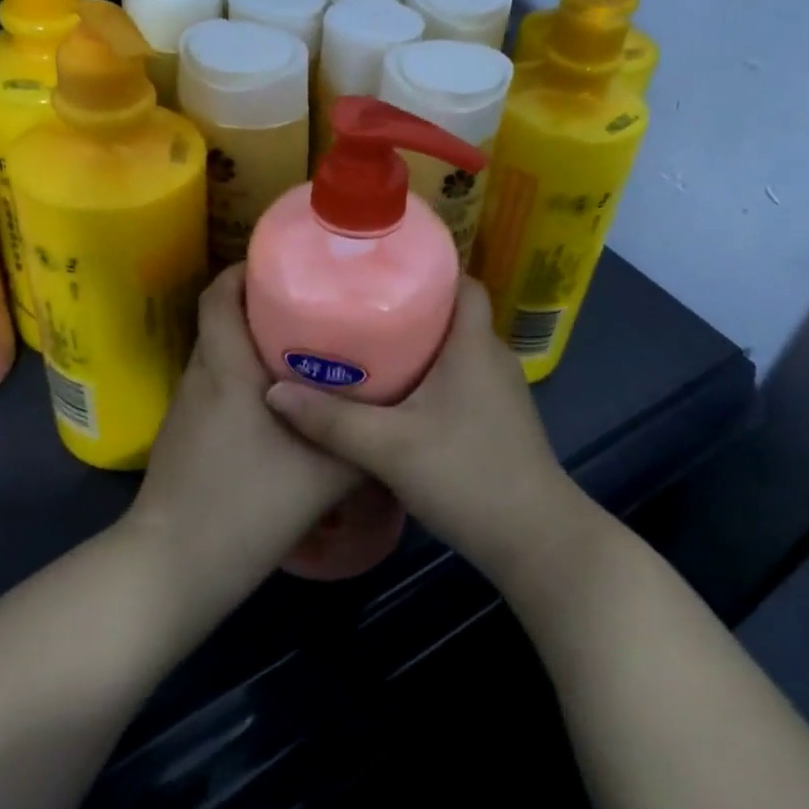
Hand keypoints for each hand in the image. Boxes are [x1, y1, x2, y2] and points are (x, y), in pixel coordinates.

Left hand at [125, 265, 362, 611]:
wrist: (176, 568)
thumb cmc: (248, 507)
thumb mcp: (324, 475)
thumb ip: (362, 440)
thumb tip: (398, 414)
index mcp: (227, 367)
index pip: (220, 293)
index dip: (246, 268)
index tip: (286, 263)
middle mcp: (202, 375)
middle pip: (223, 317)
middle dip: (262, 302)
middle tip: (313, 303)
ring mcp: (188, 406)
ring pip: (220, 352)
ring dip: (253, 341)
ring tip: (304, 344)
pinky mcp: (185, 434)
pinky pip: (217, 384)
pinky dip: (244, 376)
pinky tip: (280, 401)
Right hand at [264, 278, 584, 588]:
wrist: (535, 540)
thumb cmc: (467, 475)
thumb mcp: (389, 447)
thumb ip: (331, 420)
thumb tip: (273, 392)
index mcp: (474, 345)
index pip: (464, 282)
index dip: (431, 267)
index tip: (385, 268)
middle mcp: (492, 358)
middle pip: (453, 314)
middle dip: (411, 305)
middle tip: (359, 305)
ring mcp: (500, 392)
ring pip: (456, 350)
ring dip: (419, 344)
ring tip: (369, 343)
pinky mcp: (499, 421)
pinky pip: (461, 379)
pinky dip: (432, 376)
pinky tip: (398, 395)